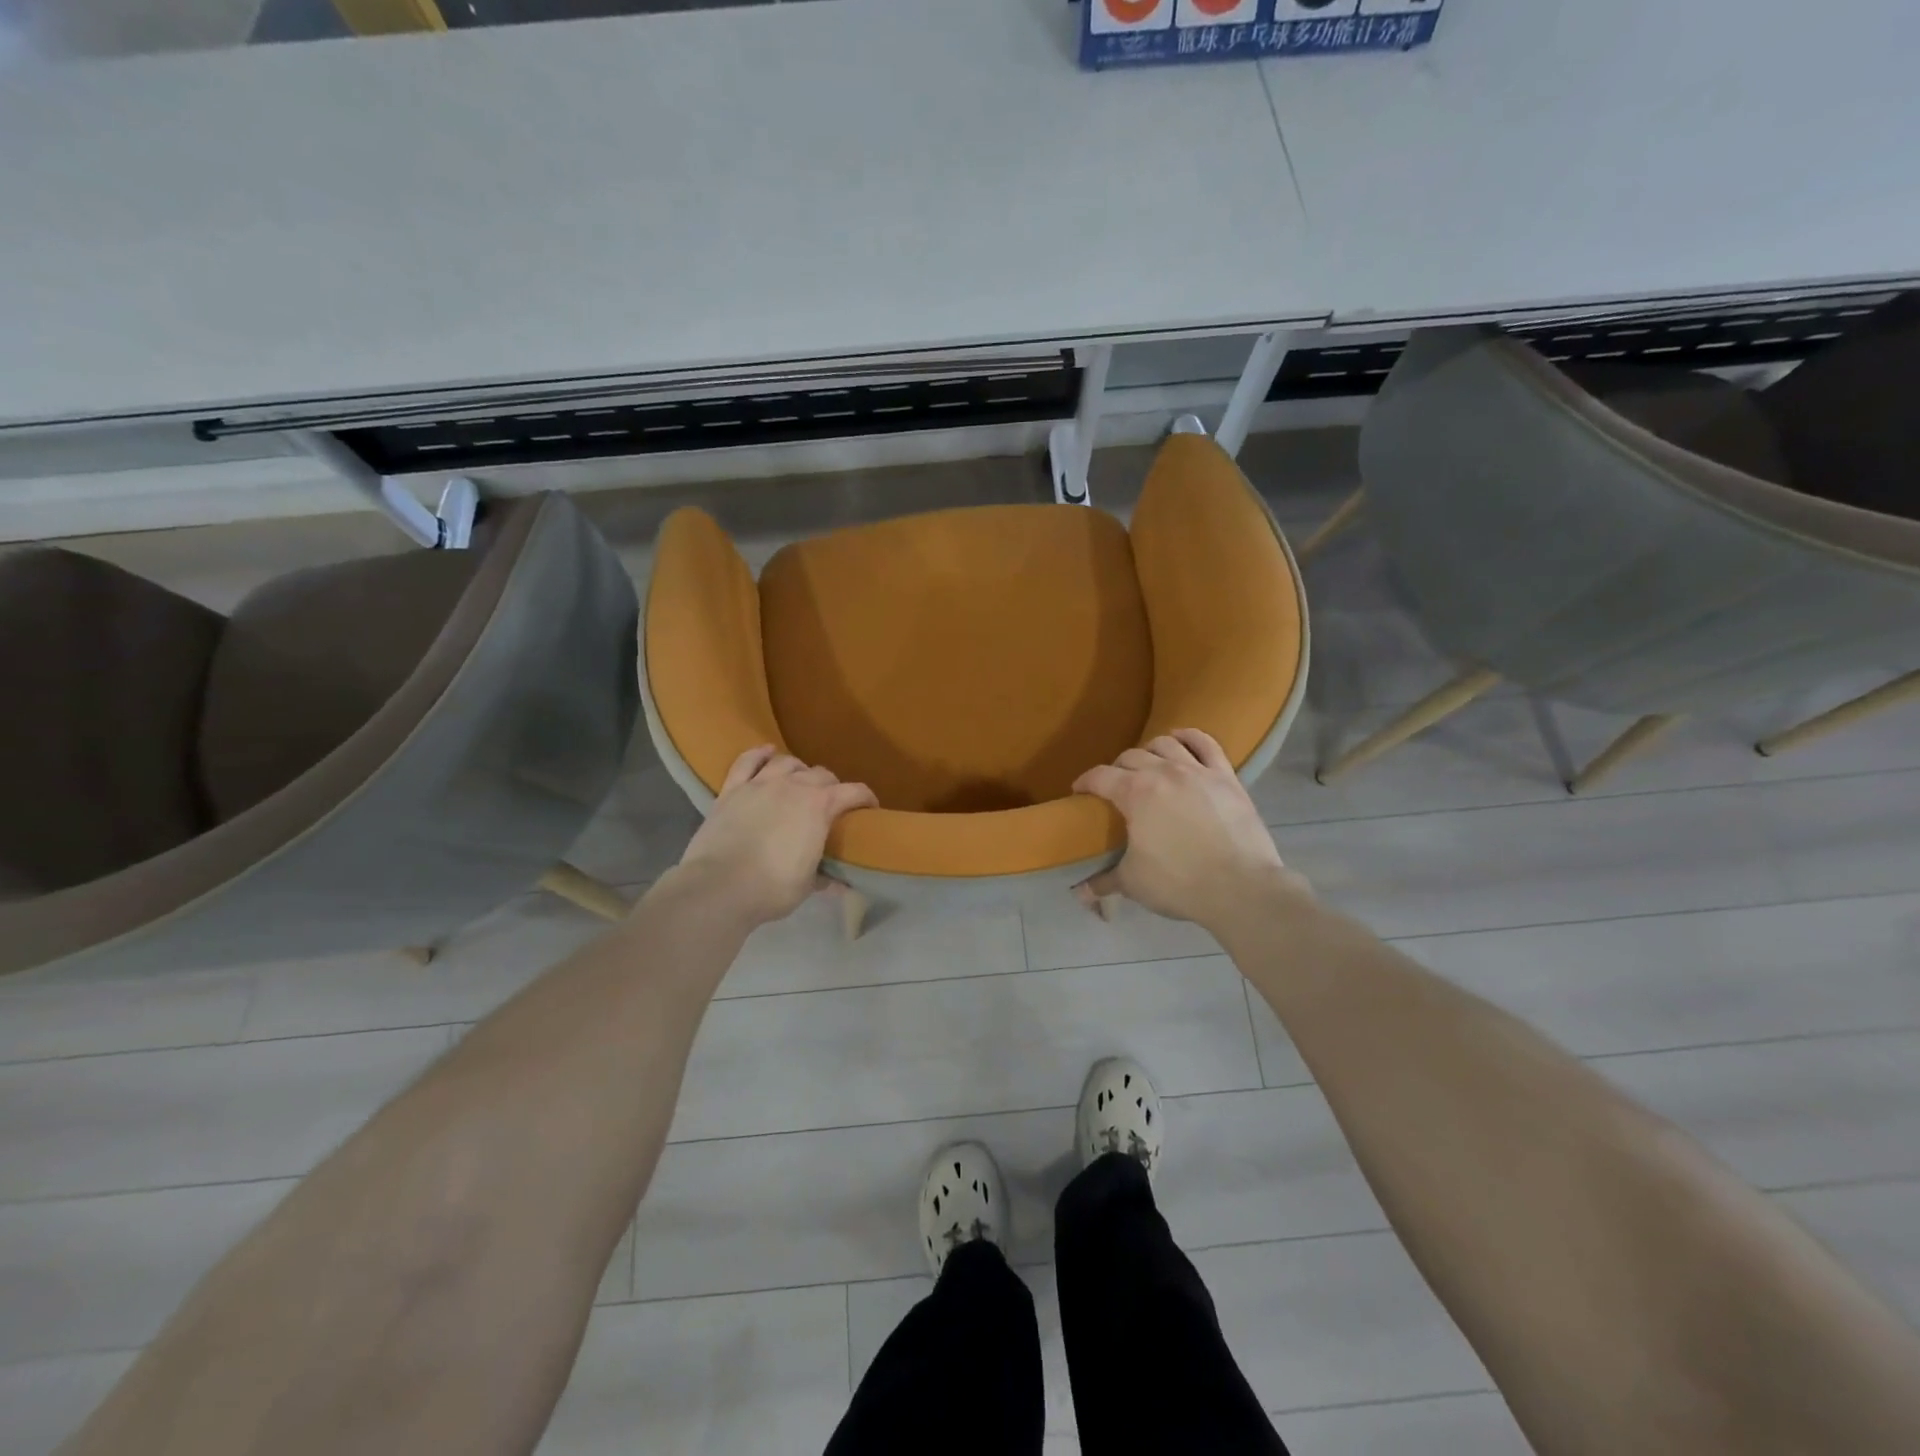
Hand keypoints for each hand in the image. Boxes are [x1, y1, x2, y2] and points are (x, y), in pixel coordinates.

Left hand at [672, 746, 876, 927]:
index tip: (869, 809)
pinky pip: (747, 761)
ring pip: (787, 763)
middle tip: (831, 804)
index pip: (854, 792)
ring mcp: (760, 784)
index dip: (866, 799)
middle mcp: (794, 786)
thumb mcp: (807, 886)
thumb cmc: (771, 888)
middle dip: (832, 787)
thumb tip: (840, 884)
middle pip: (822, 774)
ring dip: (799, 770)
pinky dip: (759, 754)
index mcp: (820, 806)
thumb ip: (825, 878)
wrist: (718, 887)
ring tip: (800, 782)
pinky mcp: (732, 789)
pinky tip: (767, 752)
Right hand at [1073, 728, 1307, 933]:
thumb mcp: (1134, 884)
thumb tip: (1080, 894)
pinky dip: (1189, 737)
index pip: (1099, 776)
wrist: (1241, 888)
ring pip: (1165, 744)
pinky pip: (1205, 744)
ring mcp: (1197, 771)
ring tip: (1147, 765)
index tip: (1079, 792)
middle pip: (1130, 757)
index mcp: (1135, 793)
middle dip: (1116, 769)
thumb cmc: (1180, 883)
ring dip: (1149, 751)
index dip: (1085, 782)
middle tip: (1115, 788)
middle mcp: (1164, 772)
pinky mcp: (1226, 776)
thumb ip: (1104, 882)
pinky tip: (1181, 740)